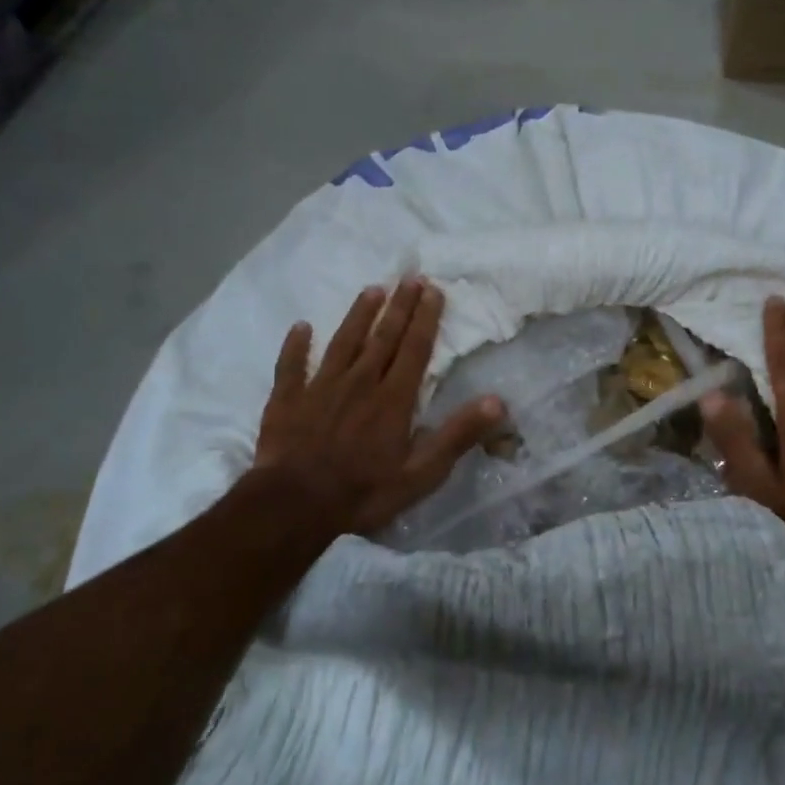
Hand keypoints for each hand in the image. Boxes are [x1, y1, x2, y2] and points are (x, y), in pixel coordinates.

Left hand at [252, 278, 502, 539]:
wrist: (294, 506)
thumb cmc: (363, 492)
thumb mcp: (422, 473)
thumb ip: (458, 435)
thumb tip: (497, 401)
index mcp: (393, 398)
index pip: (414, 349)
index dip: (426, 318)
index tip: (433, 289)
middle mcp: (359, 383)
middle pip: (382, 337)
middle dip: (399, 306)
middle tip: (410, 277)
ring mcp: (320, 388)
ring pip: (343, 342)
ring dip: (358, 315)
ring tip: (372, 289)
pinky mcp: (287, 401)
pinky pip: (291, 366)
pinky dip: (296, 346)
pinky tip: (300, 328)